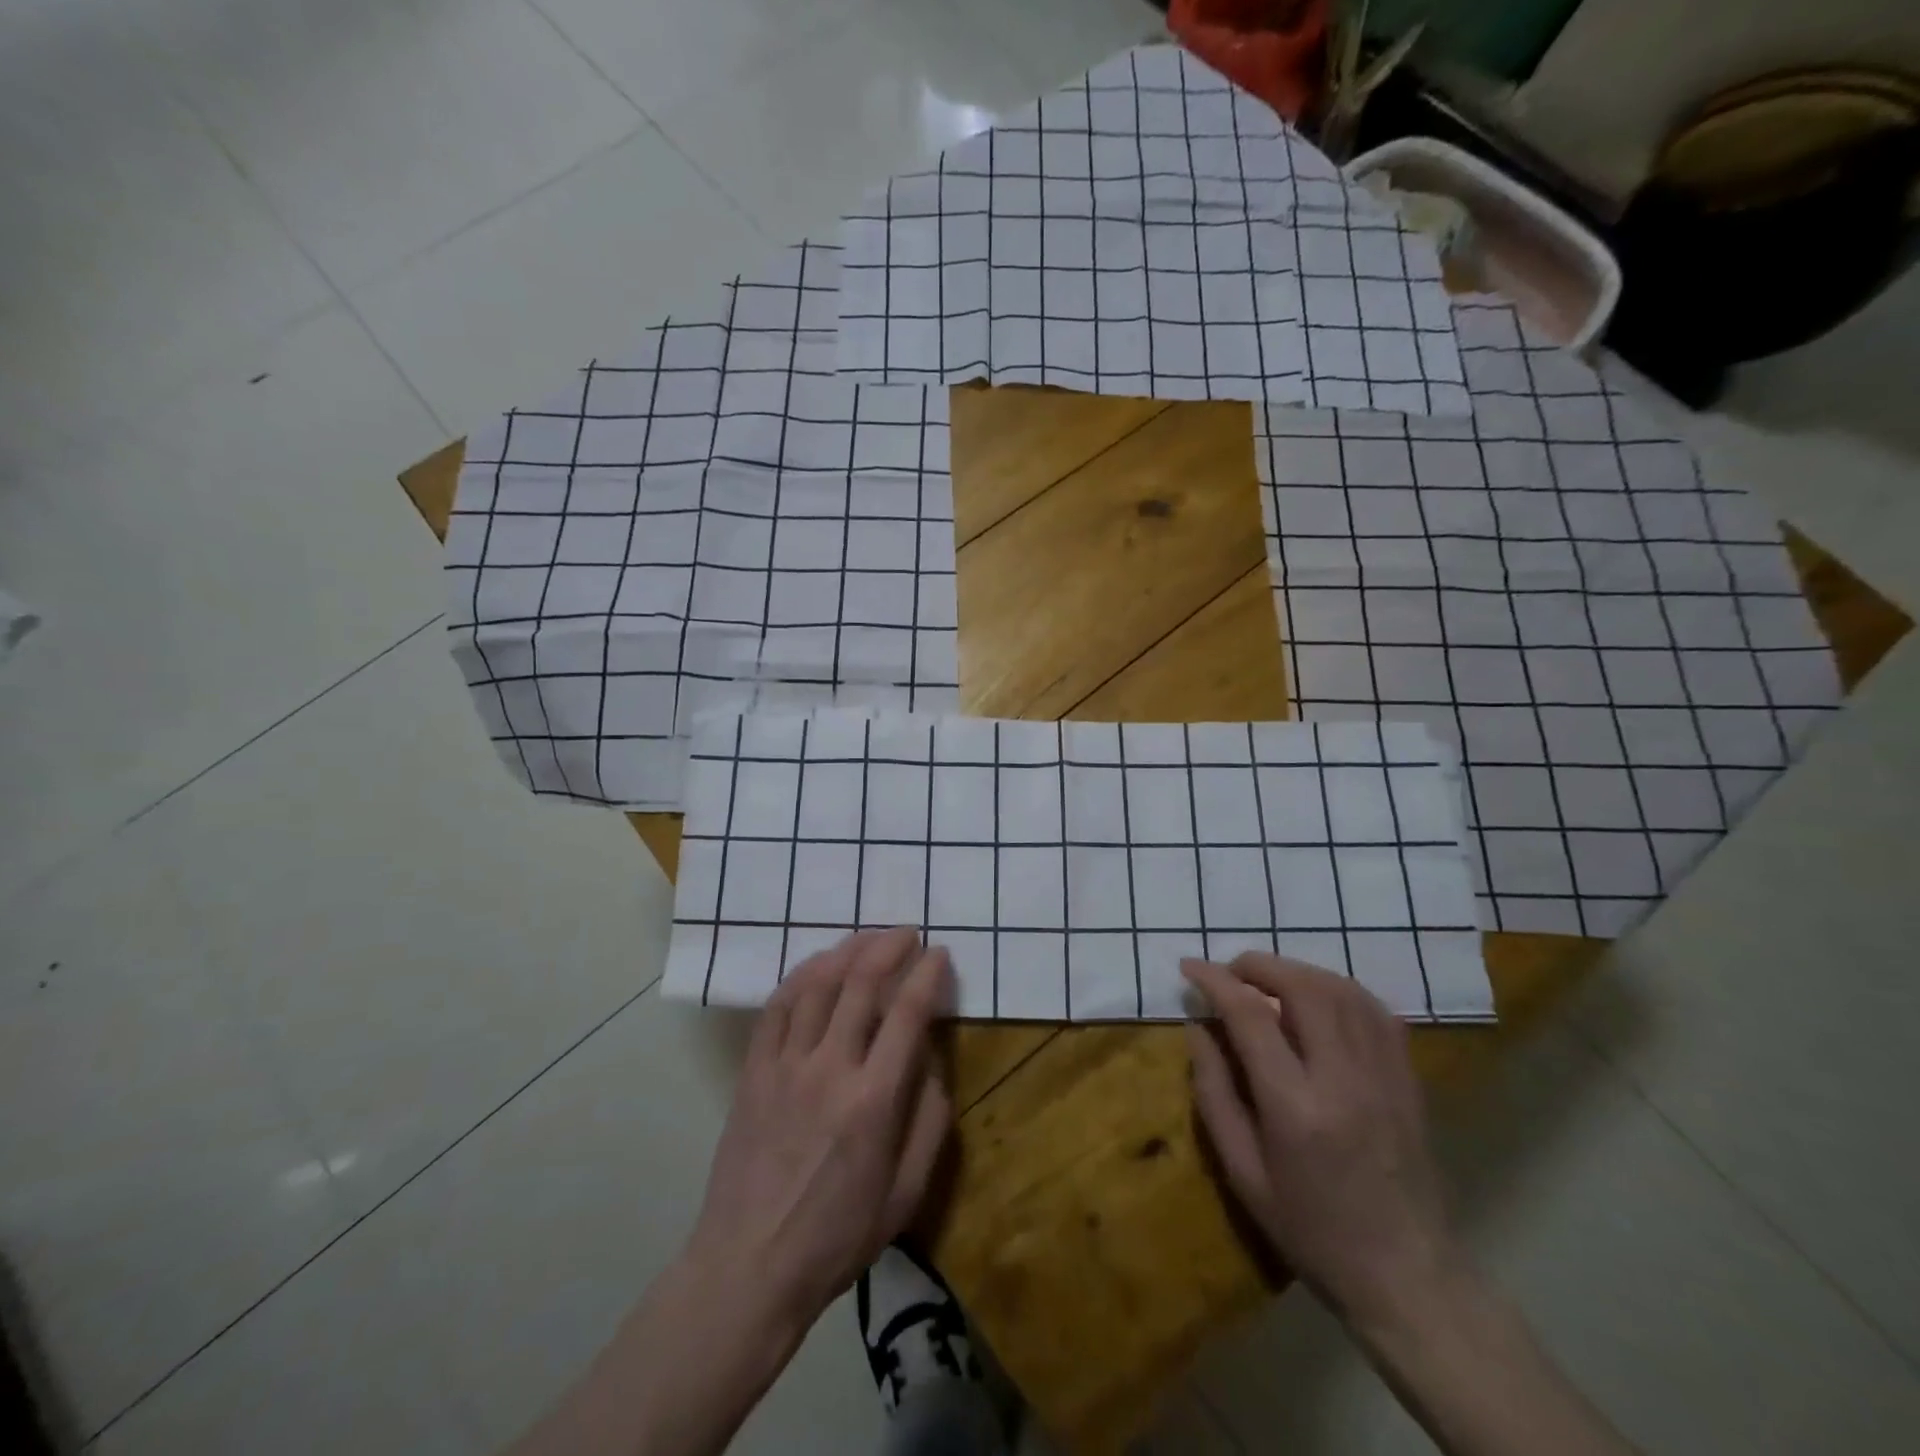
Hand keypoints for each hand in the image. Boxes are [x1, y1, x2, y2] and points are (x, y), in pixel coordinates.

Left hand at [684, 927, 953, 1329]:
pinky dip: (800, 975)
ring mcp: (785, 1065)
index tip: (940, 954)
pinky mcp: (753, 1071)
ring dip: (847, 951)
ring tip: (868, 938)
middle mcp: (830, 1068)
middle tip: (907, 933)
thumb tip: (932, 1060)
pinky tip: (818, 965)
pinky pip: (777, 1007)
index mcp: (874, 1100)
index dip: (928, 974)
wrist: (750, 1266)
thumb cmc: (838, 1236)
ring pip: (817, 984)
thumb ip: (930, 1120)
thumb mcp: (907, 1194)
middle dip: (889, 946)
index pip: (908, 1013)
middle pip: (861, 983)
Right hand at [1182, 953, 1461, 1330]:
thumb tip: (1197, 1028)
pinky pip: (1375, 1010)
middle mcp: (1344, 1079)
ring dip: (1297, 971)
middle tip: (1230, 971)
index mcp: (1295, 1107)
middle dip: (1258, 965)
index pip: (1251, 1016)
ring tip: (1268, 980)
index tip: (1189, 966)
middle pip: (1303, 988)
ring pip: (1341, 990)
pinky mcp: (1408, 1079)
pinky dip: (1339, 990)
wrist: (1408, 1277)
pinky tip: (1319, 998)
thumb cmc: (1311, 1230)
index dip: (1215, 981)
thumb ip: (1214, 1092)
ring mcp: (1384, 1075)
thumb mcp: (1242, 1172)